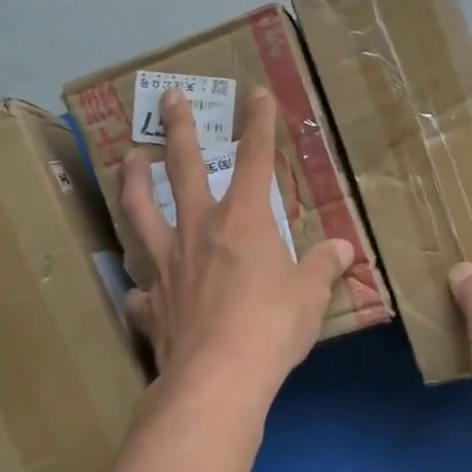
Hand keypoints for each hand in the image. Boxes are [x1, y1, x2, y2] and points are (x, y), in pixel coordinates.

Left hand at [120, 87, 354, 399]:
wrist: (218, 377)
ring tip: (127, 159)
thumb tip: (343, 249)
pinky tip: (139, 290)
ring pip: (140, 210)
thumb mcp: (310, 295)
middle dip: (178, 128)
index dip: (258, 124)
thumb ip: (323, 266)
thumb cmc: (272, 327)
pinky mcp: (151, 302)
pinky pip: (140, 289)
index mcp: (243, 220)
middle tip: (168, 97)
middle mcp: (198, 229)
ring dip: (133, 181)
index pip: (254, 159)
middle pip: (182, 167)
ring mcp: (167, 263)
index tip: (255, 94)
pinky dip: (140, 286)